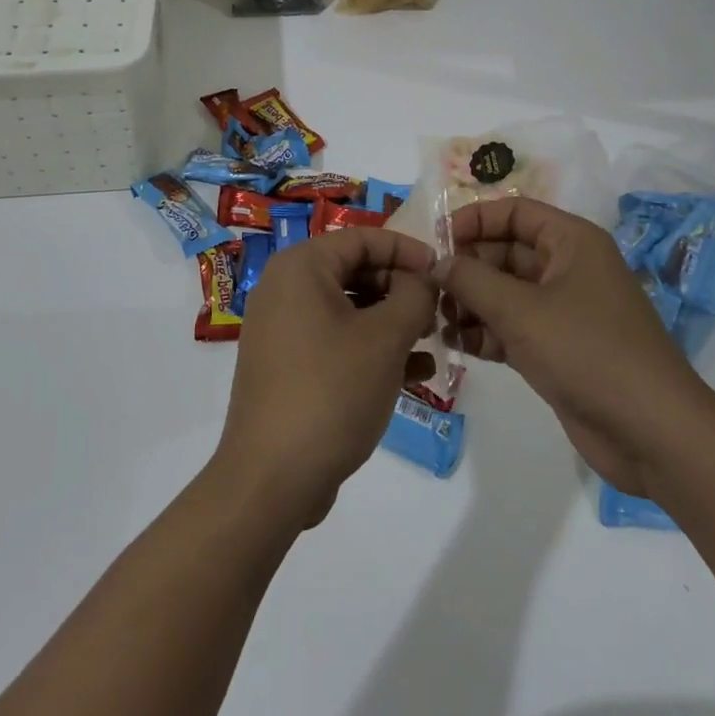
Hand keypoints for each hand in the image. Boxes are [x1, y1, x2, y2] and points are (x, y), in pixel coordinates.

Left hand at [217, 228, 438, 526]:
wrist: (271, 477)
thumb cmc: (331, 391)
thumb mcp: (385, 339)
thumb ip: (413, 297)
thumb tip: (424, 280)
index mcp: (301, 267)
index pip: (362, 238)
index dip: (406, 249)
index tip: (442, 269)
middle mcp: (285, 287)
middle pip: (354, 270)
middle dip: (400, 288)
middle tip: (438, 311)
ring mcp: (283, 328)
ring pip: (349, 308)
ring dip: (392, 321)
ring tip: (432, 341)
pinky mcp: (288, 364)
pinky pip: (336, 340)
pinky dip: (371, 348)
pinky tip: (414, 373)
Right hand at [432, 198, 714, 495]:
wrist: (653, 434)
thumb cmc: (588, 352)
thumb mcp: (522, 310)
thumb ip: (472, 280)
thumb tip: (436, 263)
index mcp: (571, 241)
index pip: (514, 211)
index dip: (473, 220)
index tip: (436, 241)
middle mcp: (568, 268)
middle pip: (505, 251)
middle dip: (467, 267)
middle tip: (428, 288)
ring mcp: (564, 311)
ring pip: (505, 292)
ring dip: (471, 302)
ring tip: (437, 319)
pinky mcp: (558, 349)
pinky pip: (512, 327)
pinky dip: (485, 332)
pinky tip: (455, 344)